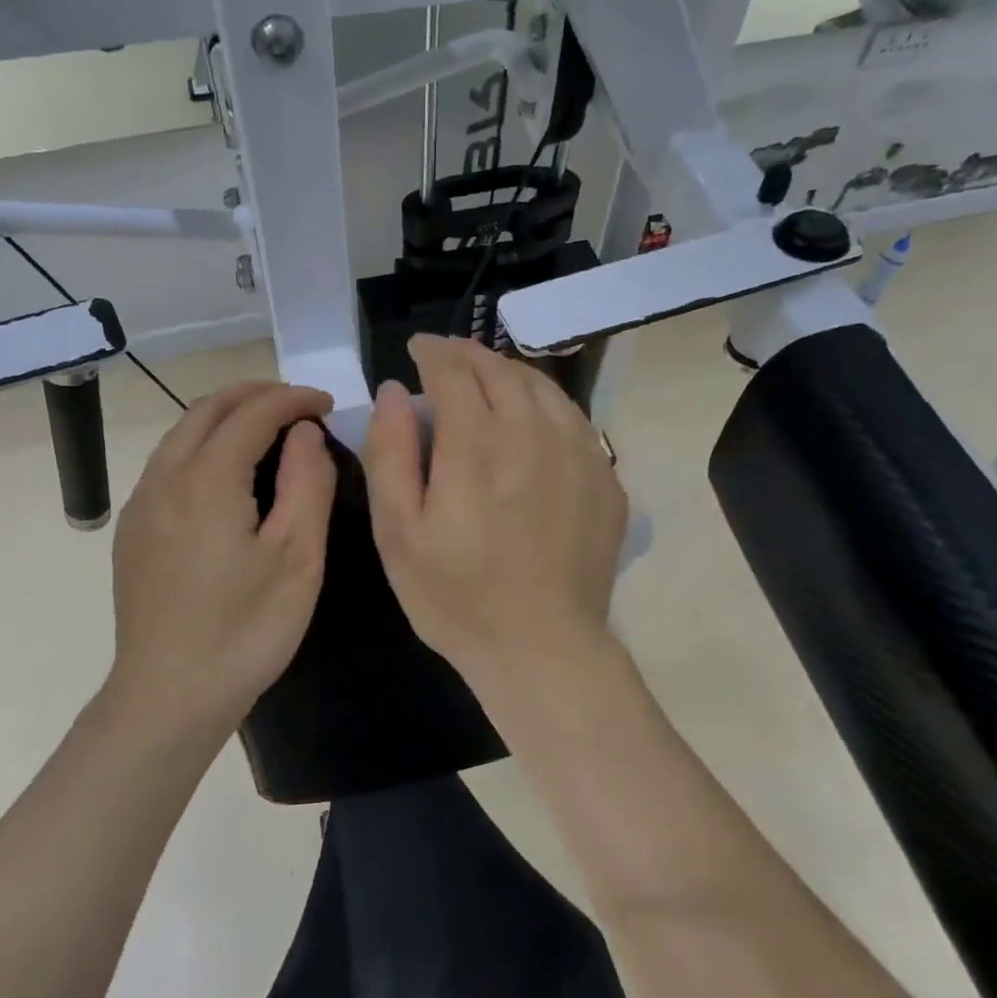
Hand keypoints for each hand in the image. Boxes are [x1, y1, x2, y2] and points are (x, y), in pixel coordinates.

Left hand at [108, 381, 335, 736]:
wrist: (168, 697)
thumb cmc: (245, 630)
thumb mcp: (297, 558)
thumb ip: (307, 483)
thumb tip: (304, 434)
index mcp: (207, 479)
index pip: (253, 413)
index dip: (293, 400)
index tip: (328, 405)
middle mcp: (164, 479)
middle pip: (207, 410)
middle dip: (255, 395)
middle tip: (298, 404)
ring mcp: (141, 506)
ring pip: (180, 435)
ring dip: (224, 417)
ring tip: (266, 429)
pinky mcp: (132, 533)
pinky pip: (167, 465)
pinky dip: (201, 446)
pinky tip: (224, 475)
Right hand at [363, 335, 626, 696]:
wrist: (543, 648)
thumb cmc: (456, 596)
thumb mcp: (397, 533)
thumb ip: (390, 453)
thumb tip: (394, 391)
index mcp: (476, 443)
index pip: (454, 371)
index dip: (432, 353)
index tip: (418, 349)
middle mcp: (532, 433)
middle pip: (501, 370)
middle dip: (469, 355)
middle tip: (448, 356)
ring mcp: (579, 453)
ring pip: (542, 387)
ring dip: (509, 372)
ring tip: (488, 376)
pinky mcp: (606, 479)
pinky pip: (574, 419)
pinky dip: (545, 403)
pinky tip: (533, 418)